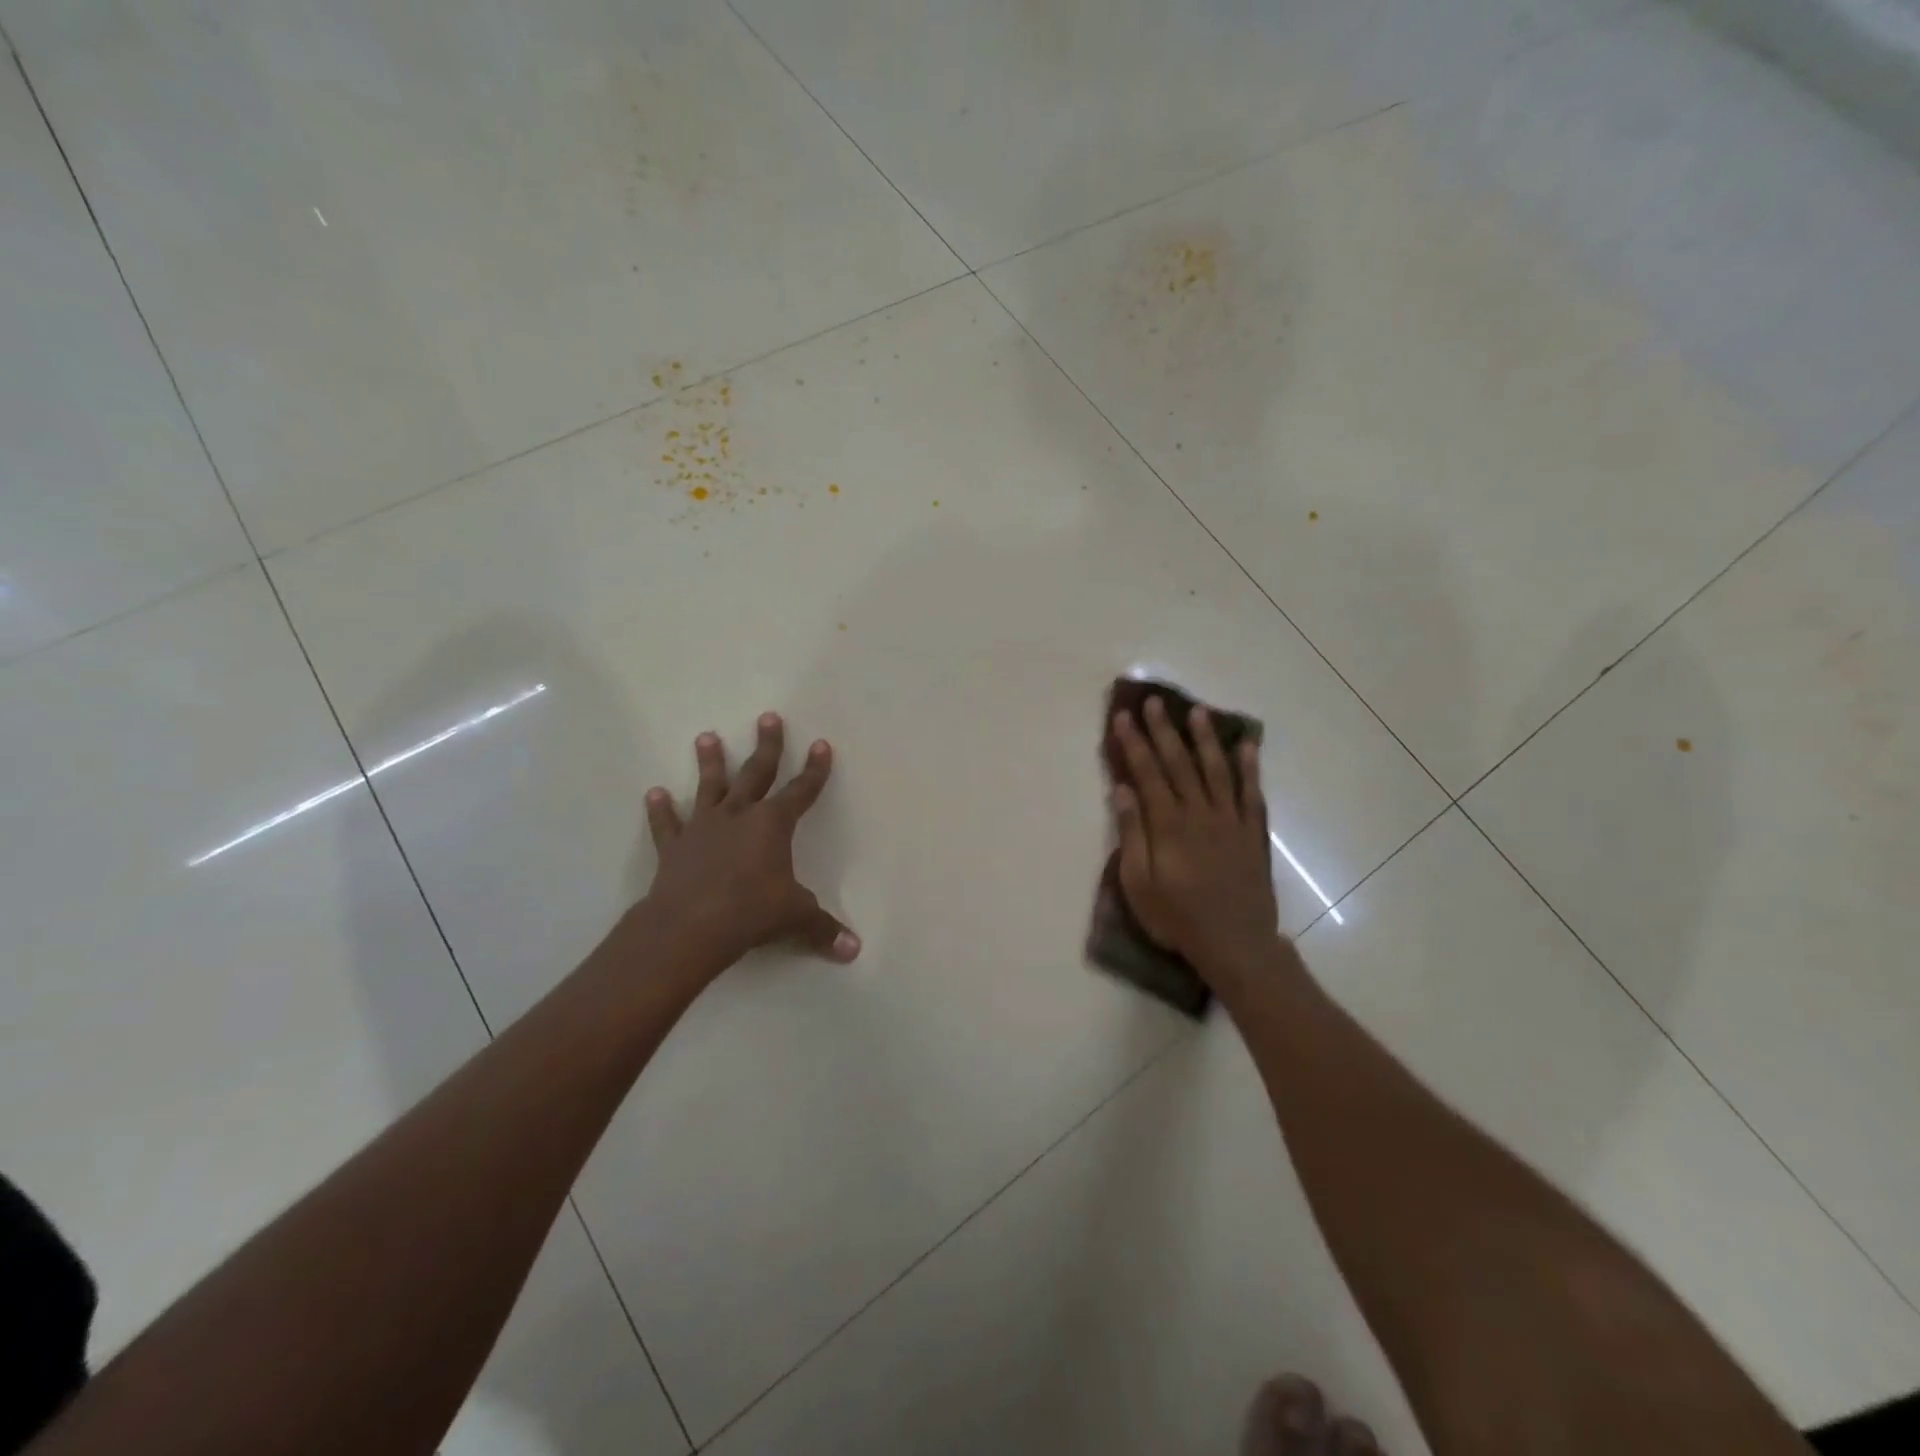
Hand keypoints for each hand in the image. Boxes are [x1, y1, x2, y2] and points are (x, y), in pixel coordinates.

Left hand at [638, 713, 859, 974]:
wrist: (690, 926)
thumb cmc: (751, 913)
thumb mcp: (795, 918)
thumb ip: (823, 928)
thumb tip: (854, 950)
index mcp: (773, 824)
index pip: (801, 790)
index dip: (815, 769)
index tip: (822, 744)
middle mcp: (739, 815)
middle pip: (756, 772)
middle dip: (766, 746)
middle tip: (768, 717)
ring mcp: (703, 827)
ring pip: (709, 787)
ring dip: (710, 762)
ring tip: (706, 737)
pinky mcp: (675, 846)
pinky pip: (667, 823)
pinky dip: (660, 809)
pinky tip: (653, 793)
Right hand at [1111, 698, 1281, 993]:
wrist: (1236, 944)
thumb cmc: (1178, 918)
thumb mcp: (1139, 884)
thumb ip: (1132, 834)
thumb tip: (1123, 790)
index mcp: (1168, 825)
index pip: (1148, 773)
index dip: (1135, 743)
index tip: (1124, 717)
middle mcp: (1199, 813)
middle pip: (1180, 763)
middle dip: (1165, 730)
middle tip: (1155, 701)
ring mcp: (1230, 821)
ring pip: (1217, 770)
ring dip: (1206, 739)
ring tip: (1198, 711)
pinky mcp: (1252, 833)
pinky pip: (1252, 793)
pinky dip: (1250, 768)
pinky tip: (1247, 747)